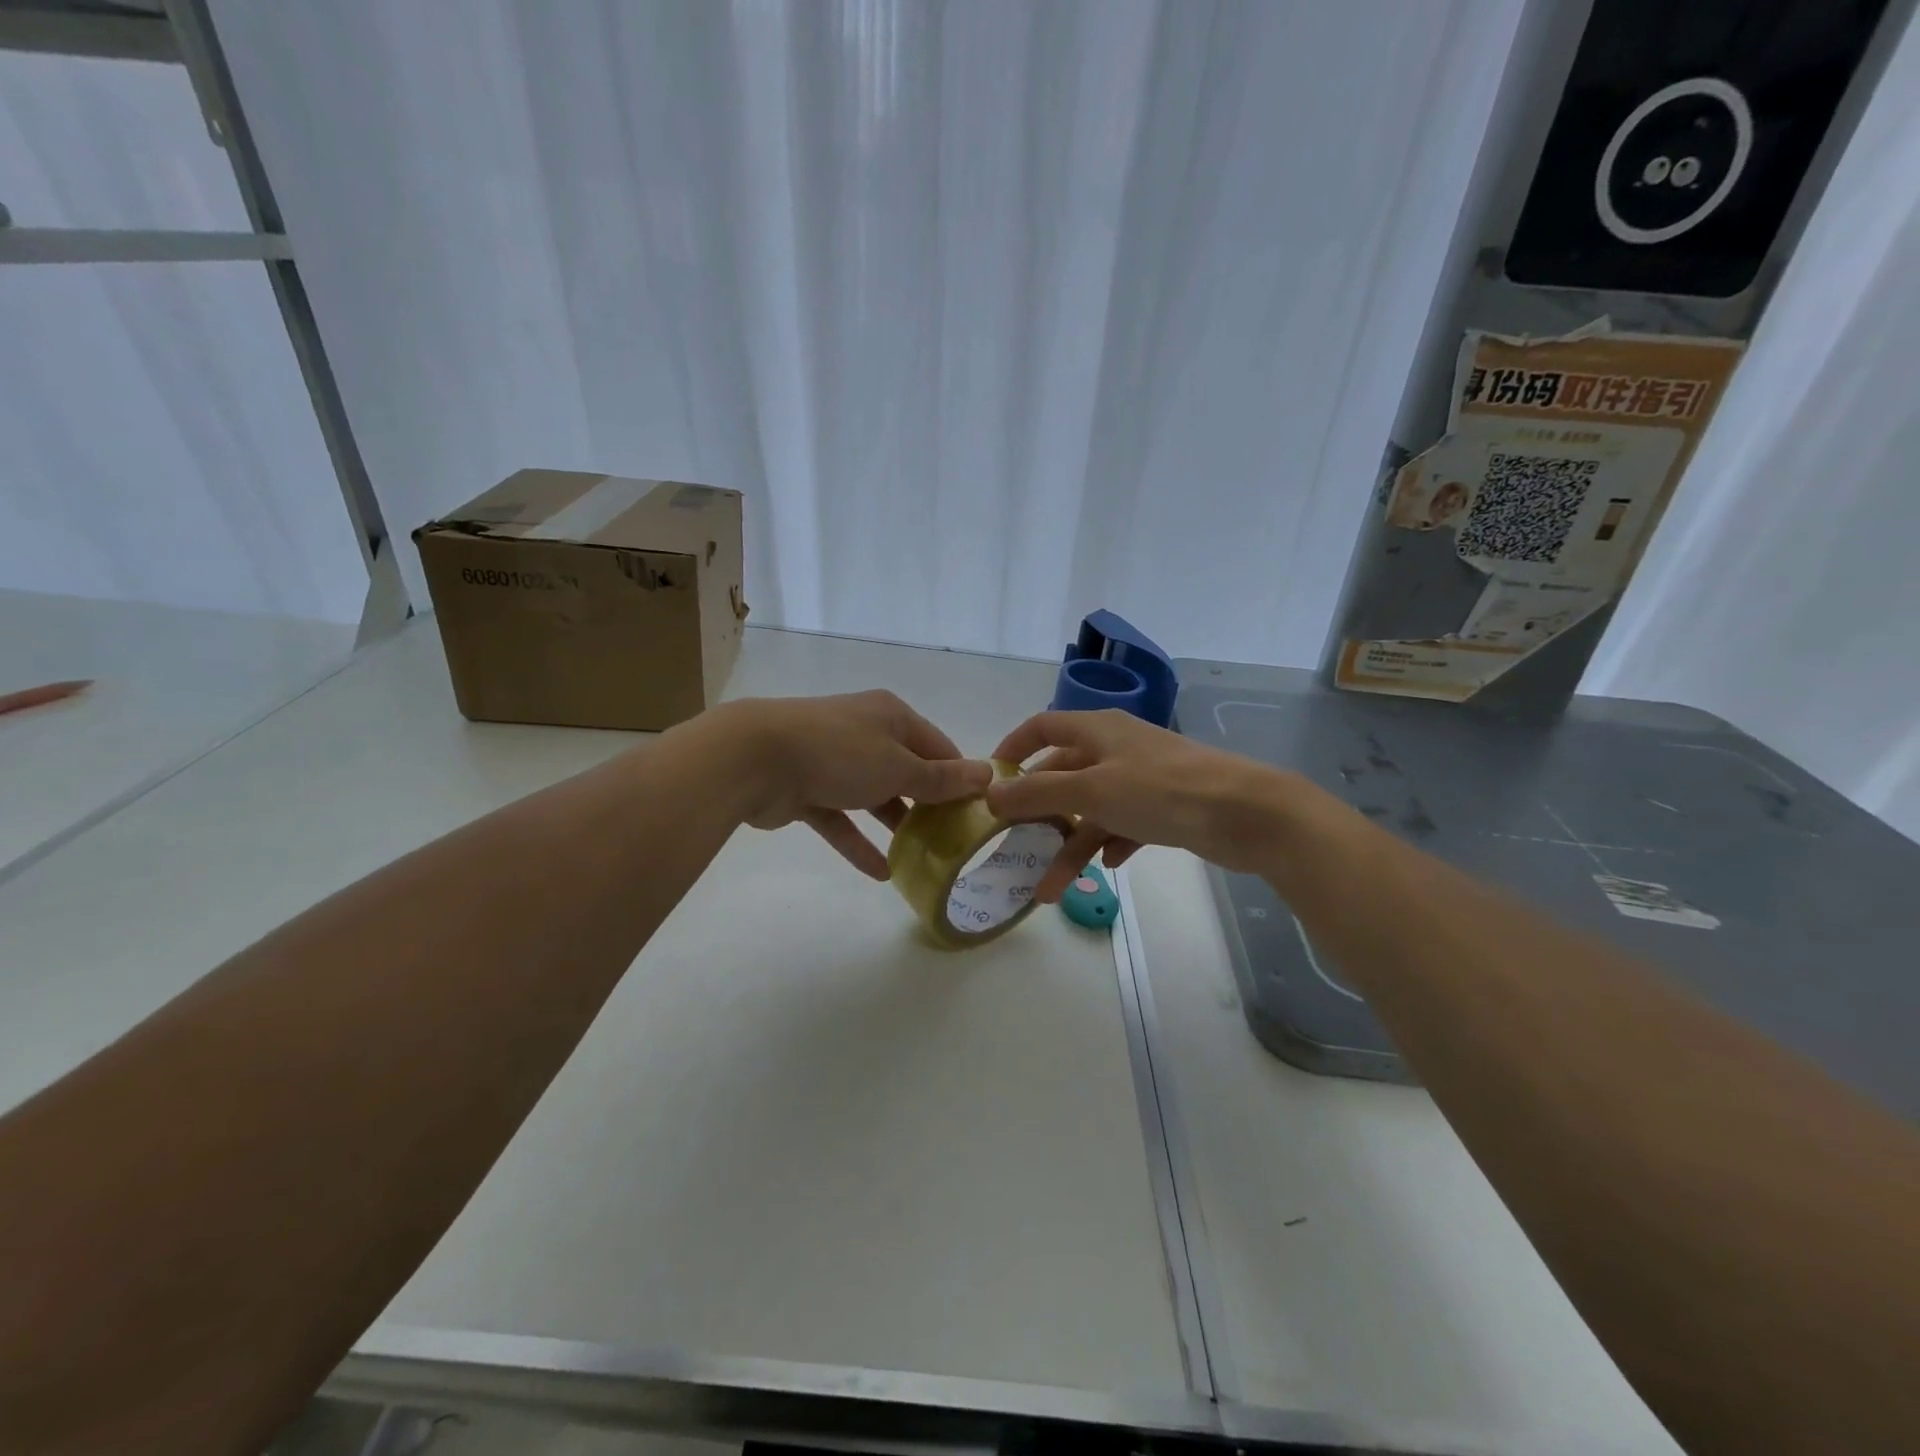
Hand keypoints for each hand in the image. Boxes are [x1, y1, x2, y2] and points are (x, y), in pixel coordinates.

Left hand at [711, 692, 991, 878]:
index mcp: (890, 716)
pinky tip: (882, 873)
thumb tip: (987, 774)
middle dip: (928, 805)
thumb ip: (941, 779)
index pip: (938, 746)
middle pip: (906, 771)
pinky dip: (859, 842)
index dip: (959, 777)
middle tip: (953, 841)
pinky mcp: (807, 789)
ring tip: (923, 858)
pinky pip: (841, 818)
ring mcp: (833, 761)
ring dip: (895, 825)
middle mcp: (864, 733)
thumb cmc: (839, 753)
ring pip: (873, 796)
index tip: (977, 811)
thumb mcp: (899, 767)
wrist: (756, 758)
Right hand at [986, 709, 1295, 901]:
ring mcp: (1141, 779)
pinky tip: (1107, 866)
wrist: (1245, 814)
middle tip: (1013, 844)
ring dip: (1070, 845)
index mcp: (1097, 730)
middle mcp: (1116, 749)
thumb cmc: (1161, 791)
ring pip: (1091, 809)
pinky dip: (1109, 843)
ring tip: (1050, 889)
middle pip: (1063, 774)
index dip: (1013, 748)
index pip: (1042, 727)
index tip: (991, 780)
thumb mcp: (1092, 791)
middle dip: (1038, 812)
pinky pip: (1122, 824)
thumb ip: (1038, 793)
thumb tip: (990, 794)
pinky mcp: (1163, 808)